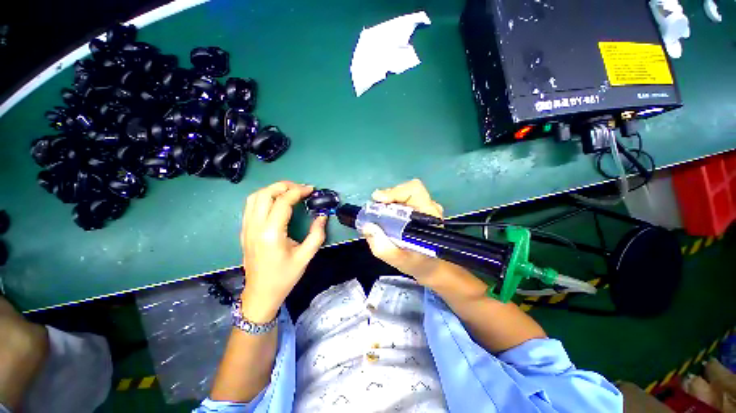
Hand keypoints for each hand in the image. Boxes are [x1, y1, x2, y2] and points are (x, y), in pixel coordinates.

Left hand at [240, 181, 326, 321]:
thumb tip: (322, 216)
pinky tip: (276, 201)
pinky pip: (251, 206)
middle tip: (301, 188)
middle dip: (284, 186)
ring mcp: (246, 228)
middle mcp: (255, 227)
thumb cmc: (284, 276)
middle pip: (265, 194)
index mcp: (271, 234)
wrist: (260, 293)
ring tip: (289, 191)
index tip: (311, 190)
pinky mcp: (244, 230)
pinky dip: (264, 197)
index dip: (298, 192)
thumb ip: (317, 234)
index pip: (282, 202)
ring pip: (254, 197)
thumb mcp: (306, 257)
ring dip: (272, 189)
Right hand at [362, 179, 461, 286]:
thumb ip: (382, 247)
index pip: (414, 191)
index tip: (379, 201)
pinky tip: (386, 216)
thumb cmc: (418, 264)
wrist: (432, 267)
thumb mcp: (398, 260)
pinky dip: (392, 205)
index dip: (395, 192)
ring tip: (379, 214)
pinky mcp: (419, 209)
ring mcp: (425, 207)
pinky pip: (404, 200)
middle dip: (389, 197)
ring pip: (405, 194)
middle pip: (408, 190)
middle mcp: (429, 207)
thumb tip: (367, 226)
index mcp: (429, 216)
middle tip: (375, 209)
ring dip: (389, 201)